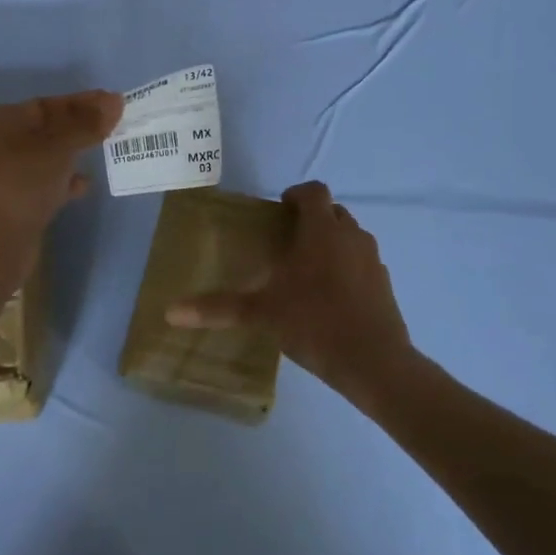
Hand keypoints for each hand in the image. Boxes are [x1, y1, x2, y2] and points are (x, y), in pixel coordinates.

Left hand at [0, 90, 124, 261]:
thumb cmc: (20, 184)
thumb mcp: (57, 148)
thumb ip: (86, 125)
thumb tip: (114, 101)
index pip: (46, 104)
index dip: (82, 102)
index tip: (115, 102)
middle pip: (48, 129)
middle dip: (81, 127)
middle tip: (117, 124)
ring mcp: (7, 175)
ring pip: (49, 158)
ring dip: (76, 154)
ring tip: (107, 150)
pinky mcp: (17, 203)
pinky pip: (47, 184)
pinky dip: (66, 182)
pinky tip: (85, 185)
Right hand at [166, 180, 415, 408]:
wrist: (373, 362)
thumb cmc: (314, 322)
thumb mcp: (260, 314)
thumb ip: (217, 308)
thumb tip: (170, 312)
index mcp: (322, 231)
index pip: (314, 192)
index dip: (296, 194)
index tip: (279, 209)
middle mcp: (351, 237)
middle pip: (333, 212)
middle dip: (312, 219)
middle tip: (286, 241)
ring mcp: (373, 260)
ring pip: (351, 237)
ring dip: (331, 243)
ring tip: (306, 270)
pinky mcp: (385, 285)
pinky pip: (363, 264)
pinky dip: (347, 269)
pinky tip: (330, 298)